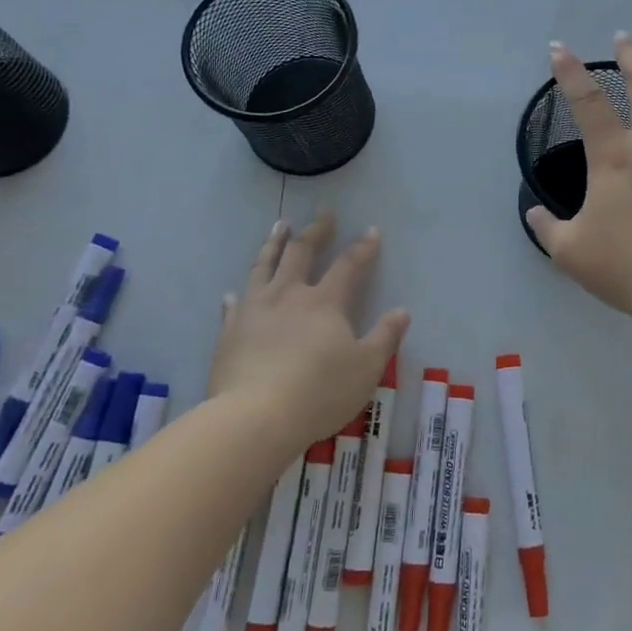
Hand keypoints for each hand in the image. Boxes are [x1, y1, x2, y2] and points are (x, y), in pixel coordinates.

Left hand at [209, 210, 409, 447]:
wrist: (255, 417)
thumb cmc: (319, 392)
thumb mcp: (366, 368)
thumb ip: (385, 337)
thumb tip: (402, 311)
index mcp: (324, 302)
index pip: (348, 266)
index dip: (362, 248)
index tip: (371, 231)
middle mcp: (288, 296)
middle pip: (301, 253)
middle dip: (316, 231)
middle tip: (323, 213)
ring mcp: (254, 311)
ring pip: (263, 266)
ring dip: (274, 244)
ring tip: (279, 226)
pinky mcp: (229, 332)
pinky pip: (234, 305)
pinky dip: (238, 294)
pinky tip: (235, 292)